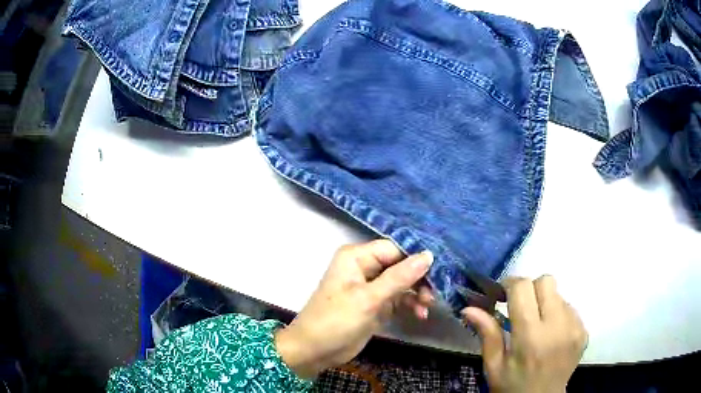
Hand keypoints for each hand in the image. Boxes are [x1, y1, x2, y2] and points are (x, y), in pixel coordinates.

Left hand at [274, 240, 433, 378]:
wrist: (315, 351)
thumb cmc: (336, 321)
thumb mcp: (369, 299)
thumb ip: (399, 277)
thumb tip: (428, 255)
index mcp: (357, 257)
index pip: (395, 248)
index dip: (417, 258)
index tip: (440, 270)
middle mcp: (364, 267)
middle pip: (401, 265)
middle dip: (419, 278)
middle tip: (434, 293)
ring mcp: (370, 286)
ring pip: (402, 282)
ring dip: (417, 293)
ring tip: (427, 306)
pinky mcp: (375, 304)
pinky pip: (398, 298)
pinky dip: (410, 304)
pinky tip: (420, 314)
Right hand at [462, 275, 587, 392]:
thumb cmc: (512, 387)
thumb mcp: (493, 366)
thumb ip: (487, 334)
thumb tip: (469, 308)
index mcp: (530, 337)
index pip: (523, 288)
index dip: (511, 284)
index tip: (503, 294)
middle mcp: (557, 327)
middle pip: (546, 281)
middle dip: (530, 288)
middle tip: (521, 307)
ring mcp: (574, 328)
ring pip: (559, 294)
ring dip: (545, 302)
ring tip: (537, 325)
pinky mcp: (584, 331)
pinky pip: (570, 308)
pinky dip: (558, 314)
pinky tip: (551, 334)